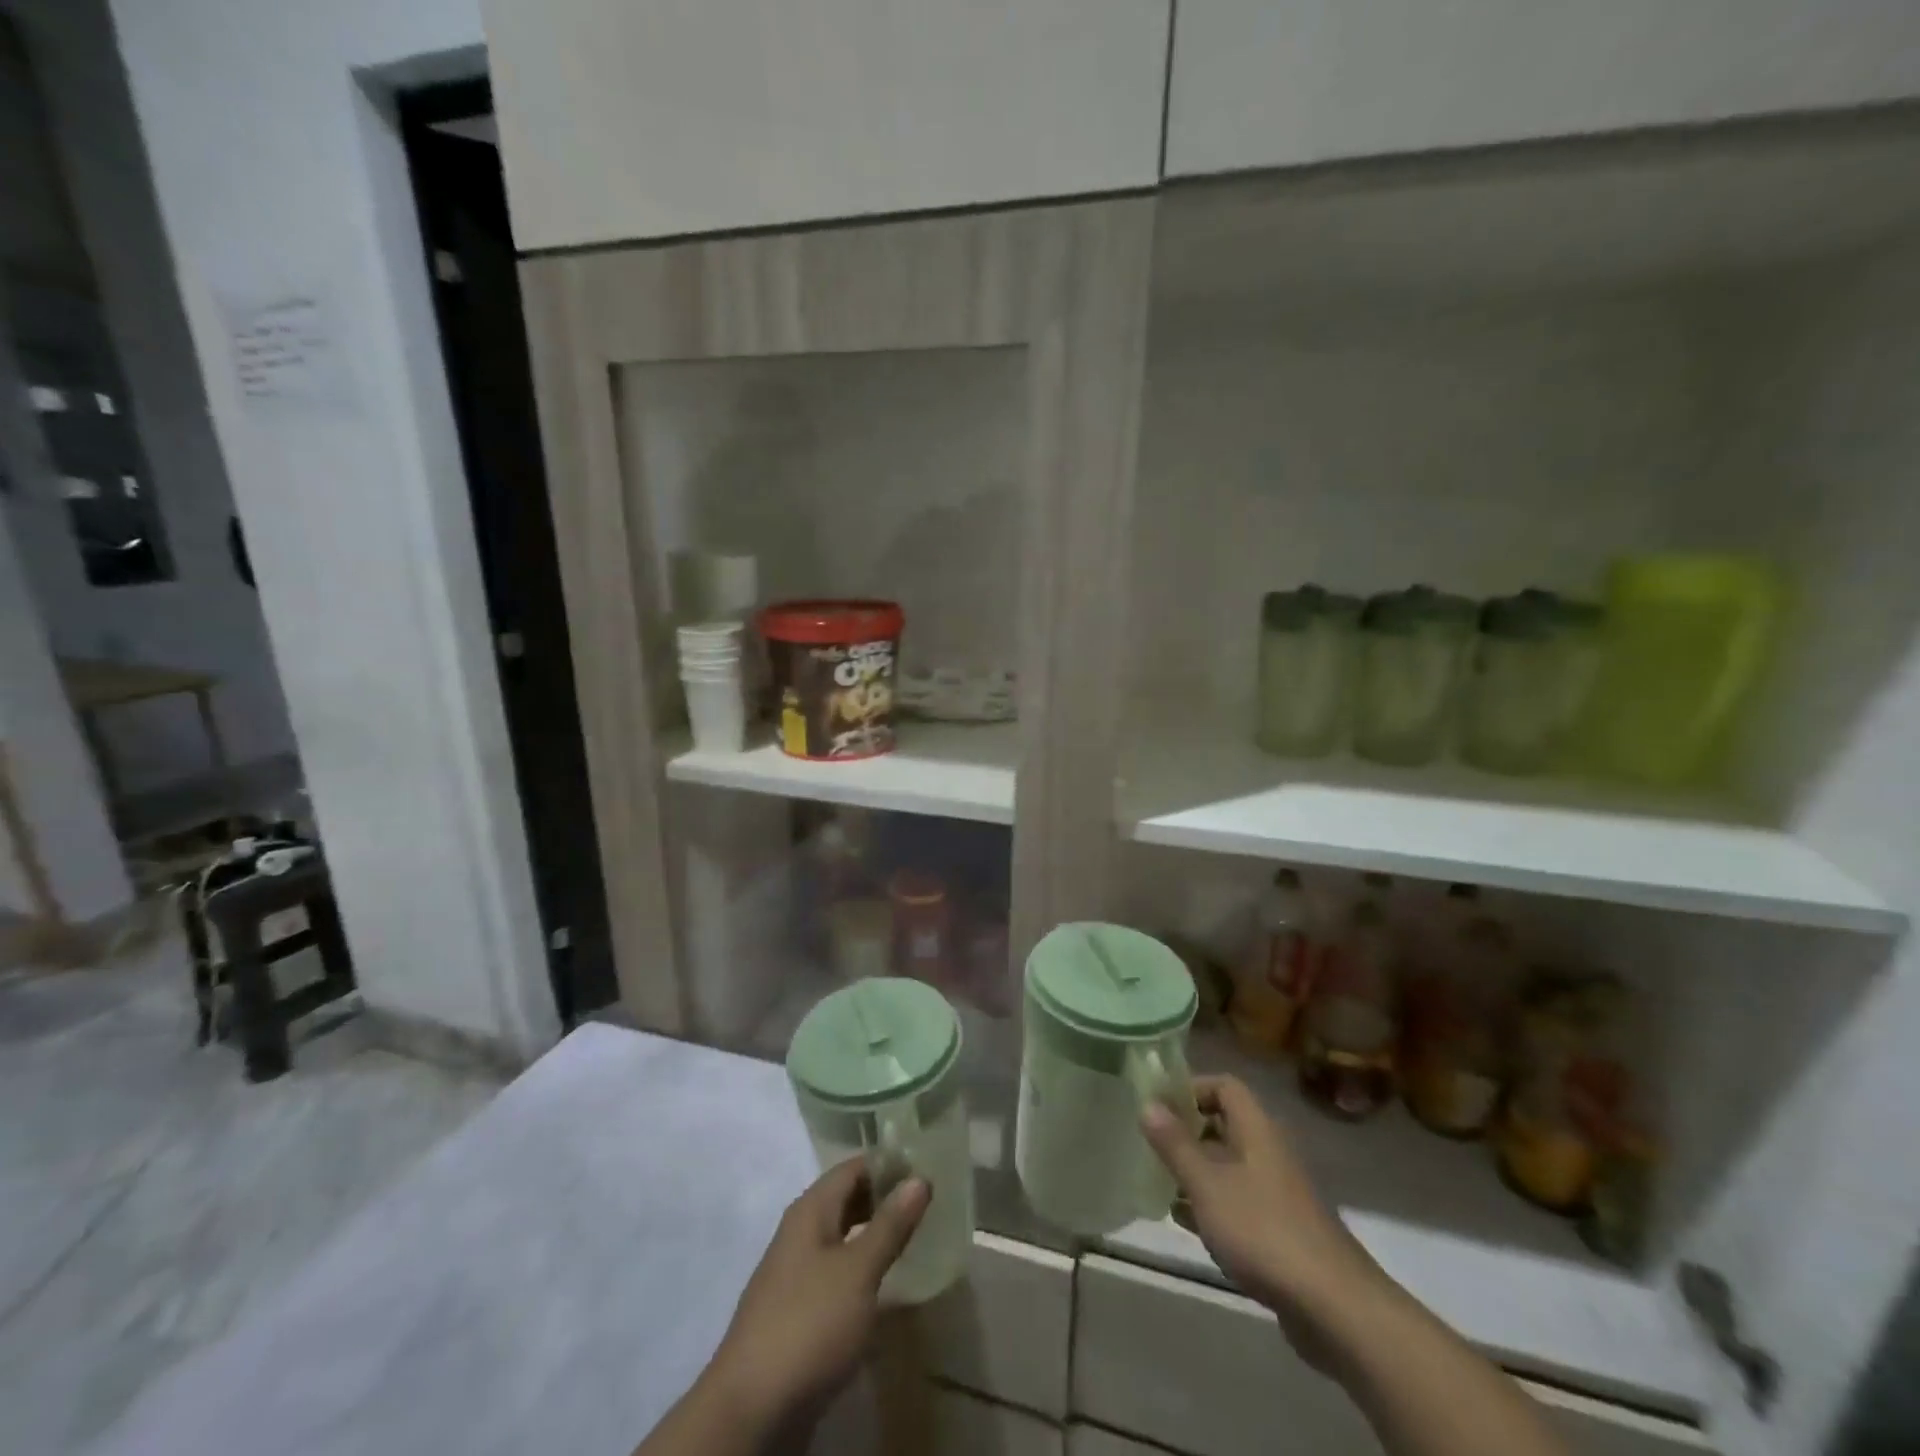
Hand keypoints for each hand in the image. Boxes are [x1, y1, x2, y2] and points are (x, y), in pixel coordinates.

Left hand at [705, 1157, 929, 1435]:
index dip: (888, 1163)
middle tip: (927, 1201)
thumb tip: (919, 1177)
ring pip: (842, 1235)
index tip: (925, 1165)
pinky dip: (861, 1265)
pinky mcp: (798, 1310)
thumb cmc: (810, 1324)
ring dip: (874, 1232)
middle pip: (846, 1198)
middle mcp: (800, 1231)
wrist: (751, 1409)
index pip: (853, 1167)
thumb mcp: (858, 1271)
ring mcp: (795, 1272)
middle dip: (883, 1196)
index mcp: (810, 1210)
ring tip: (913, 1236)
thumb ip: (889, 1224)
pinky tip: (883, 1283)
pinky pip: (836, 1270)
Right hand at [1142, 1076, 1390, 1365]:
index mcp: (1257, 1129)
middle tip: (1151, 1144)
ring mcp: (1277, 1192)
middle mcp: (1269, 1152)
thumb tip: (1148, 1103)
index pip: (1225, 1086)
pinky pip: (1238, 1201)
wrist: (1333, 1307)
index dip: (1191, 1088)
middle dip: (1187, 1132)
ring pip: (1229, 1166)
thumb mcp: (1207, 1184)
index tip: (1158, 1105)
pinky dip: (1211, 1204)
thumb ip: (1175, 1144)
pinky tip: (1185, 1222)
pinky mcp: (1280, 1230)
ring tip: (1158, 1182)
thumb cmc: (1263, 1231)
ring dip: (1196, 1170)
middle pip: (1225, 1125)